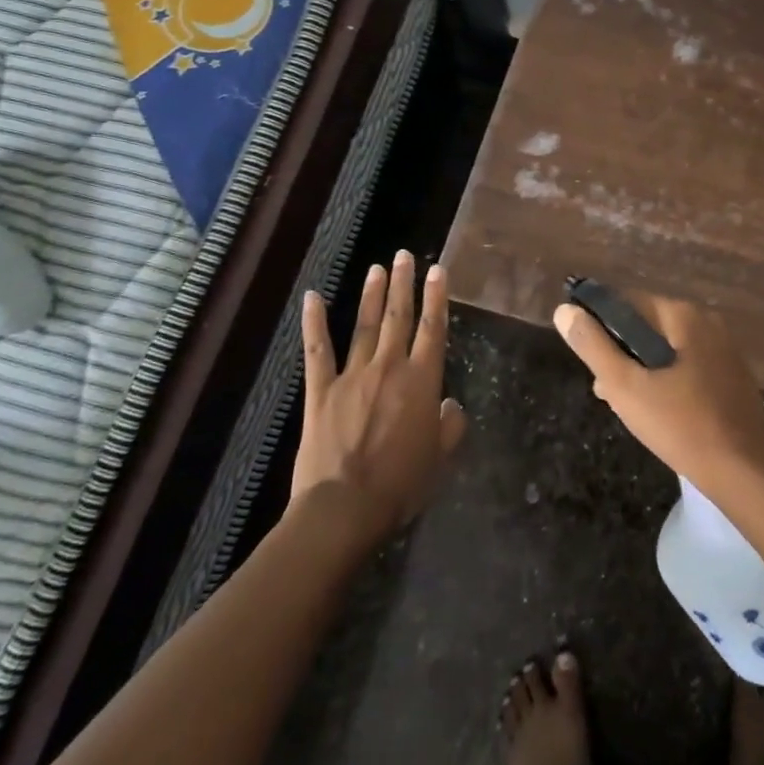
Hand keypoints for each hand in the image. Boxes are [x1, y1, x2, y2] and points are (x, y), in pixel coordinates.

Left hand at [294, 251, 466, 540]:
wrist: (344, 508)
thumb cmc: (400, 485)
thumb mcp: (439, 458)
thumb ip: (449, 426)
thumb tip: (451, 406)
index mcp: (423, 381)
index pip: (433, 328)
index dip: (437, 297)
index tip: (438, 270)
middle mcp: (390, 368)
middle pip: (400, 317)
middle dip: (405, 284)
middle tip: (406, 256)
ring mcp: (353, 376)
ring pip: (366, 326)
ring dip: (373, 295)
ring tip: (378, 268)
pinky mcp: (321, 391)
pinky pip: (318, 351)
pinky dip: (315, 323)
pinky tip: (312, 298)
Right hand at [554, 293, 763, 495]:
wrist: (744, 471)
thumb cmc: (680, 424)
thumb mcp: (625, 386)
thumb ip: (593, 346)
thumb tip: (565, 311)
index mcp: (683, 314)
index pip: (628, 302)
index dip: (601, 326)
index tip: (589, 361)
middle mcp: (707, 321)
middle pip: (649, 326)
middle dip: (623, 354)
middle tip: (607, 391)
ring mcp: (724, 348)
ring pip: (668, 349)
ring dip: (644, 371)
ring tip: (628, 407)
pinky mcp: (732, 375)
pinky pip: (689, 366)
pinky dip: (669, 381)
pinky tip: (662, 412)